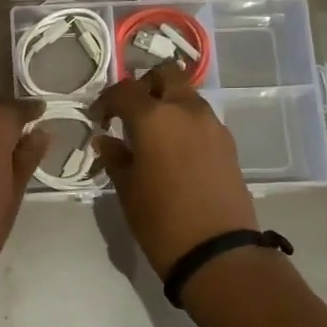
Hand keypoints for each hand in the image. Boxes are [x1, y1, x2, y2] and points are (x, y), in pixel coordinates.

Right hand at [92, 63, 257, 276]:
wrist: (217, 251)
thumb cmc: (160, 219)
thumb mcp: (127, 188)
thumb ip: (115, 157)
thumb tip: (106, 140)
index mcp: (155, 117)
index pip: (125, 91)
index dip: (107, 100)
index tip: (98, 118)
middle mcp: (186, 110)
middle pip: (166, 75)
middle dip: (145, 86)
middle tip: (130, 112)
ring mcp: (212, 124)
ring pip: (186, 95)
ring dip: (167, 102)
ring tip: (152, 132)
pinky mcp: (227, 143)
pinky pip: (201, 117)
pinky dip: (184, 121)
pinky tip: (174, 149)